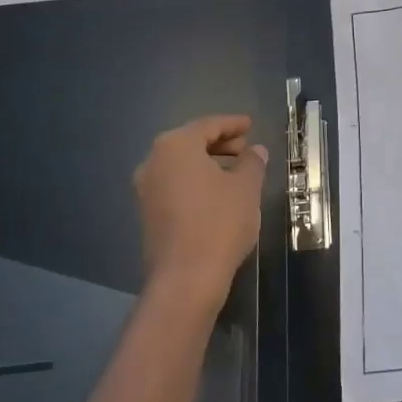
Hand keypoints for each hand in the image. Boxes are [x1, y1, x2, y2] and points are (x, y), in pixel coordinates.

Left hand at [133, 115, 266, 319]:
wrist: (186, 277)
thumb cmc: (219, 222)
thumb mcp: (246, 187)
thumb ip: (252, 162)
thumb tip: (255, 151)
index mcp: (176, 146)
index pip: (208, 125)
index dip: (232, 124)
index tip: (250, 124)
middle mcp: (154, 162)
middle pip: (190, 142)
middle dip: (220, 143)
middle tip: (245, 148)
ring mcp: (146, 189)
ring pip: (181, 165)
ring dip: (208, 163)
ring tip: (236, 171)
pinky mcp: (148, 213)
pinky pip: (175, 184)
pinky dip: (196, 181)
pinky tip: (218, 193)